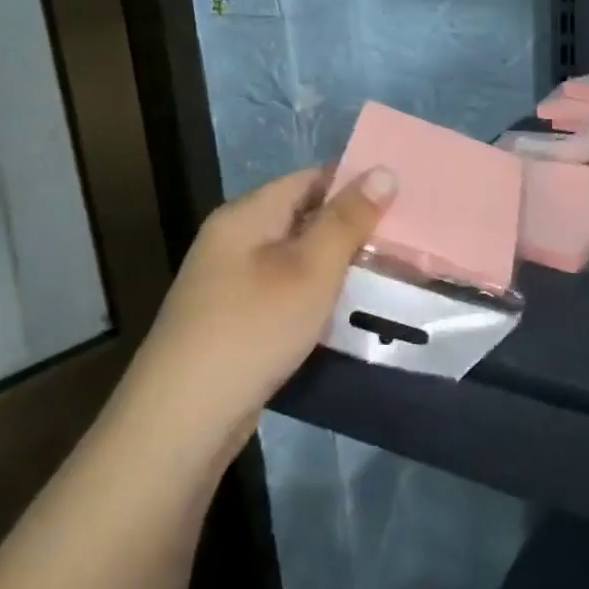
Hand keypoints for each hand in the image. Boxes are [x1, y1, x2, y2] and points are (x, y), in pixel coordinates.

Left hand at [123, 165, 397, 454]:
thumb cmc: (253, 328)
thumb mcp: (311, 269)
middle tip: (404, 242)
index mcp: (247, 215)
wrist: (183, 418)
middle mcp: (234, 240)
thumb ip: (347, 219)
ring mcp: (230, 283)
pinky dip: (316, 296)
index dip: (356, 184)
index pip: (310, 179)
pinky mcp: (234, 321)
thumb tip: (383, 170)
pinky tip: (345, 313)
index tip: (402, 199)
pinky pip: (285, 292)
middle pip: (303, 217)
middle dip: (352, 228)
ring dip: (337, 266)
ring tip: (387, 275)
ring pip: (296, 259)